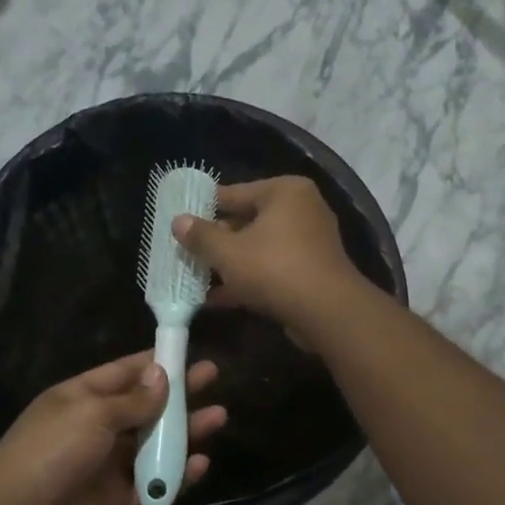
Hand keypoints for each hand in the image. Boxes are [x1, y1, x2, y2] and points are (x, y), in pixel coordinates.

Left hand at [0, 352, 226, 504]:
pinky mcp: (116, 498)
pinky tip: (200, 464)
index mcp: (82, 397)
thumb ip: (134, 400)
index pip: (124, 372)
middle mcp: (96, 427)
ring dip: (184, 432)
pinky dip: (175, 475)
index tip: (187, 351)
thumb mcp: (93, 413)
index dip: (156, 362)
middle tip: (213, 377)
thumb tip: (161, 376)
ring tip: (218, 418)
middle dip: (178, 393)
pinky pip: (152, 483)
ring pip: (153, 444)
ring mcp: (107, 463)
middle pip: (145, 406)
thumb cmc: (53, 449)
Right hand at [172, 176, 364, 341]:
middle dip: (216, 241)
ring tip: (194, 276)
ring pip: (258, 248)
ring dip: (229, 264)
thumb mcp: (228, 252)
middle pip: (247, 221)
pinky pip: (271, 269)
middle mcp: (301, 210)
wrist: (327, 312)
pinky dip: (247, 280)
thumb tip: (178, 221)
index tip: (180, 220)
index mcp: (284, 192)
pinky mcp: (310, 272)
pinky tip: (216, 298)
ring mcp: (309, 242)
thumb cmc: (274, 269)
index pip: (234, 193)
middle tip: (185, 251)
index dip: (204, 208)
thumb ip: (201, 236)